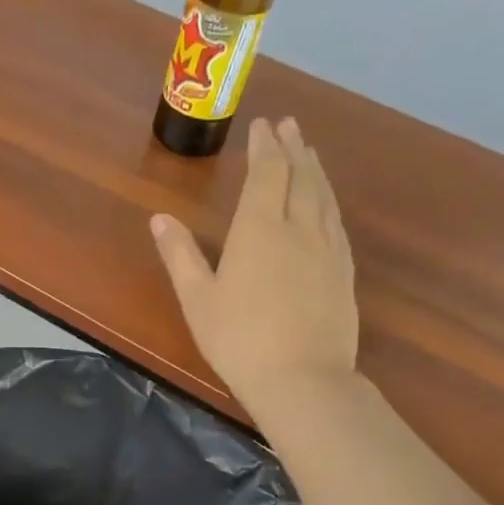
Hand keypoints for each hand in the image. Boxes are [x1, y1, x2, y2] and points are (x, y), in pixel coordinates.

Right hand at [150, 117, 358, 421]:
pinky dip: (329, 200)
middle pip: (300, 177)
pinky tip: (327, 204)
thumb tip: (159, 218)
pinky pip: (336, 222)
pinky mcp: (343, 272)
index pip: (267, 174)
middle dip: (292, 148)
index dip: (265, 146)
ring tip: (308, 152)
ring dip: (315, 169)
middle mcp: (299, 228)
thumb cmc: (238, 340)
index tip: (262, 124)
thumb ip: (180, 255)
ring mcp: (328, 249)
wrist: (303, 379)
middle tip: (288, 125)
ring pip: (323, 196)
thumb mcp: (198, 299)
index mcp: (259, 230)